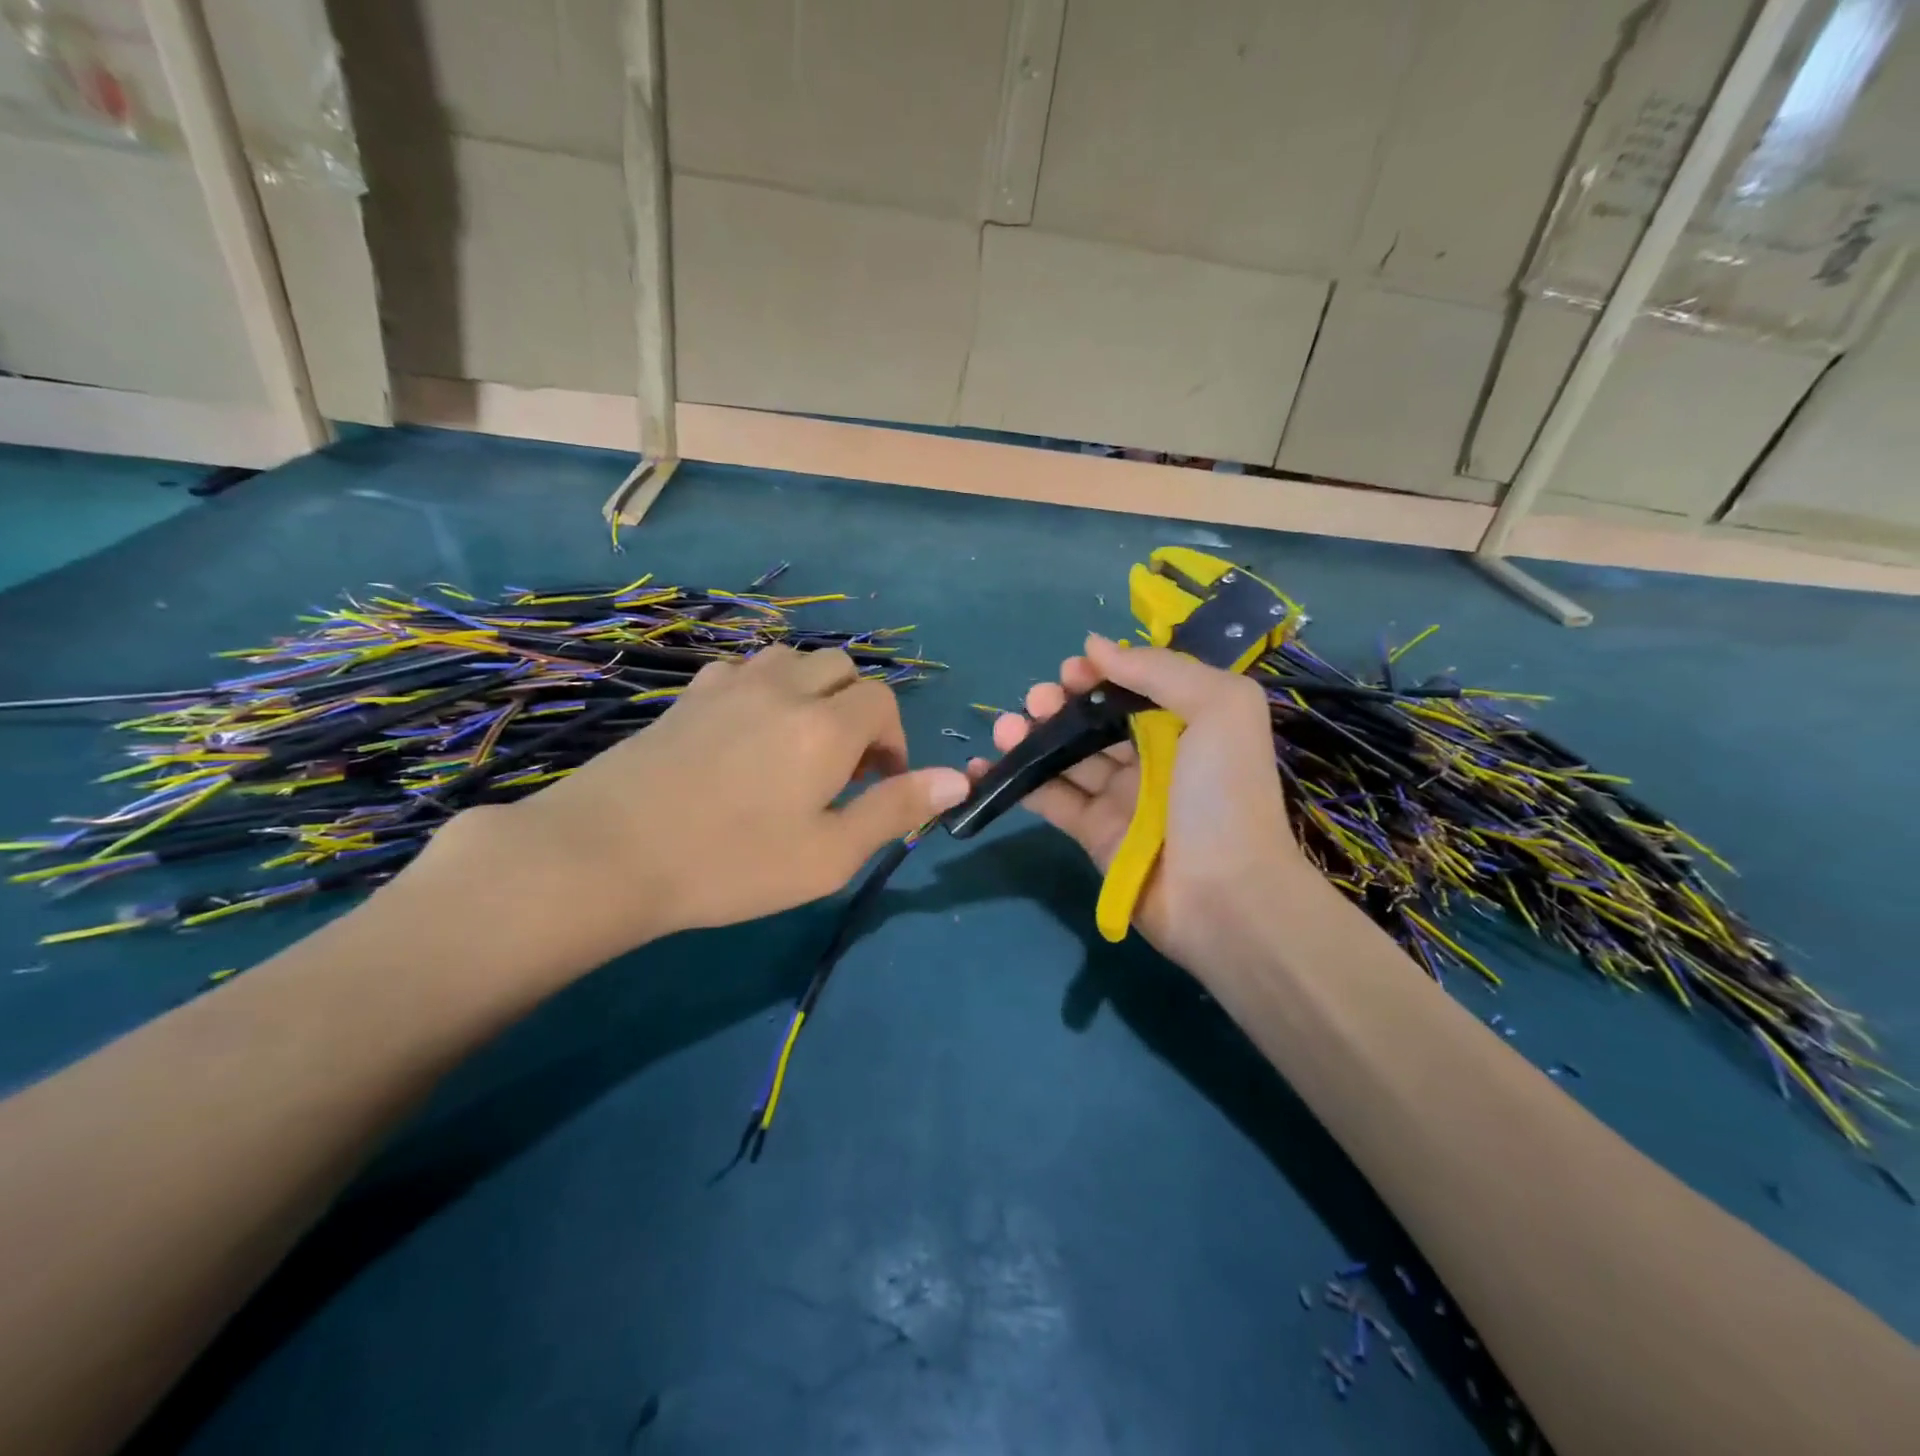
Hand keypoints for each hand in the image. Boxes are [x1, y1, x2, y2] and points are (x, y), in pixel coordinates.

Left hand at [431, 645, 968, 962]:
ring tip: (798, 743)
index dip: (893, 742)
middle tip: (840, 767)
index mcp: (826, 725)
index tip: (879, 784)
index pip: (883, 703)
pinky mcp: (689, 694)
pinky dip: (766, 689)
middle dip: (858, 709)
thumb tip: (958, 780)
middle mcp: (784, 687)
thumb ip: (895, 810)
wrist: (608, 852)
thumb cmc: (731, 863)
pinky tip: (746, 731)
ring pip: (794, 660)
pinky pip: (745, 669)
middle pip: (842, 669)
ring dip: (813, 691)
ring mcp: (731, 684)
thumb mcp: (829, 854)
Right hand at [971, 633, 1310, 979]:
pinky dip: (1016, 780)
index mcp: (1186, 725)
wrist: (1225, 895)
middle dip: (1060, 703)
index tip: (1072, 670)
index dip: (1100, 674)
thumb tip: (1095, 645)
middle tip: (1037, 699)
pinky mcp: (1092, 833)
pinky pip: (1049, 798)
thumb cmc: (1225, 794)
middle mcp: (1152, 758)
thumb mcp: (1220, 708)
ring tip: (1006, 726)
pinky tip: (985, 764)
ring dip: (1032, 736)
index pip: (1133, 689)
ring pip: (1066, 756)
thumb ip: (1159, 669)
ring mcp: (1119, 798)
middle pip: (1094, 720)